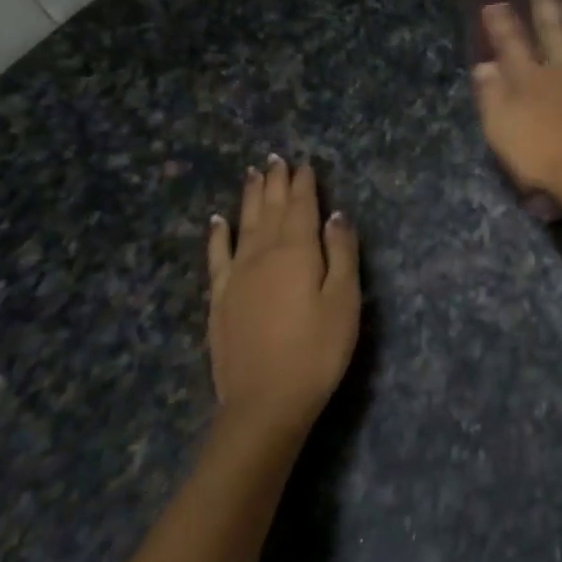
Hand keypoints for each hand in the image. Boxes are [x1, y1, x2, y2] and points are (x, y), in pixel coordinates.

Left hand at [207, 157, 359, 433]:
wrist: (265, 402)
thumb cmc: (317, 351)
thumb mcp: (345, 301)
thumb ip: (341, 253)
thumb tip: (336, 215)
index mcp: (297, 251)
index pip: (302, 207)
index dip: (304, 184)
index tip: (305, 164)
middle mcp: (263, 254)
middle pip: (270, 209)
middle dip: (275, 182)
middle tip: (277, 158)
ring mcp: (236, 276)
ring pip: (244, 224)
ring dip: (249, 197)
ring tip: (253, 173)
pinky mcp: (220, 299)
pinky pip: (217, 256)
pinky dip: (218, 235)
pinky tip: (217, 221)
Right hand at [472, 0, 561, 206]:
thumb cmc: (540, 157)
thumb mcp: (500, 130)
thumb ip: (491, 96)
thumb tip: (483, 65)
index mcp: (528, 78)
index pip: (511, 43)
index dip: (502, 23)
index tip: (495, 3)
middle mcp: (561, 65)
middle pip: (552, 28)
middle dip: (547, 4)